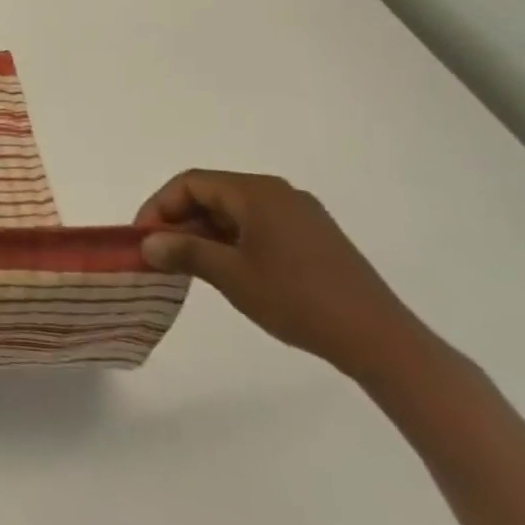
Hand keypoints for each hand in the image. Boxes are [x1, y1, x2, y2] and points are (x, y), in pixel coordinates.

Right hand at [137, 169, 429, 381]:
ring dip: (205, 232)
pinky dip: (232, 241)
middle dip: (180, 219)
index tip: (143, 237)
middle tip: (161, 252)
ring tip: (188, 264)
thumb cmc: (298, 299)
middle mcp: (278, 193)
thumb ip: (184, 251)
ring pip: (235, 211)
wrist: (381, 341)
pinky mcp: (315, 239)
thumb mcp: (230, 275)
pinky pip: (258, 226)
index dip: (160, 206)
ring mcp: (301, 215)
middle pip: (213, 193)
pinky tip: (227, 270)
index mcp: (256, 192)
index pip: (191, 183)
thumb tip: (148, 243)